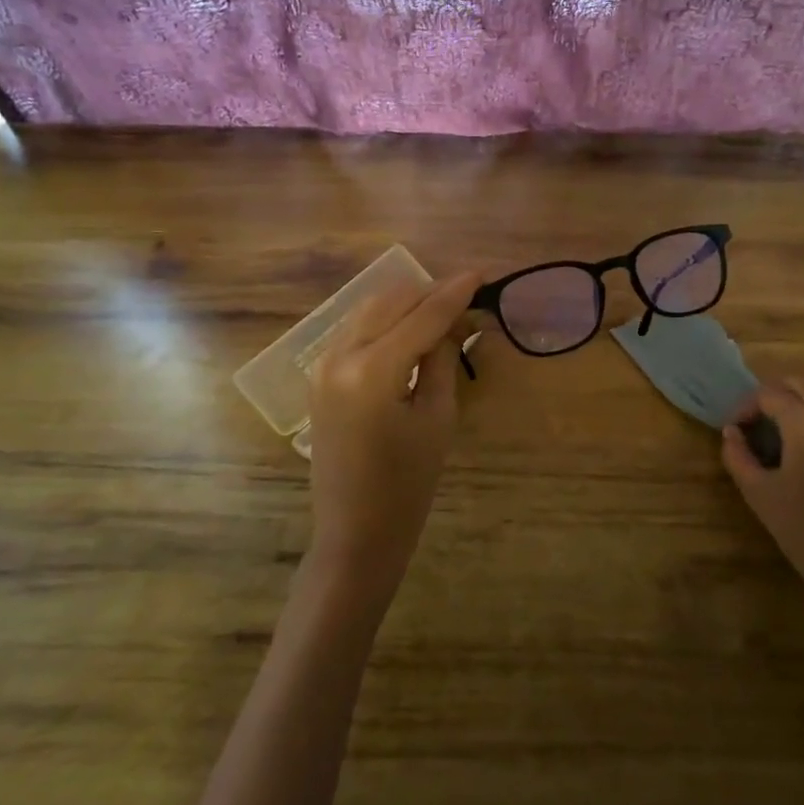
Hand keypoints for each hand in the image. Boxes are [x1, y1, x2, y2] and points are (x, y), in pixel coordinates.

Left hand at [305, 271, 480, 602]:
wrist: (355, 532)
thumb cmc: (407, 484)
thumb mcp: (437, 417)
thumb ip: (442, 358)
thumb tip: (454, 321)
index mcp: (372, 369)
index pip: (422, 315)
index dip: (455, 292)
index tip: (482, 273)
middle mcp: (340, 355)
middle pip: (391, 301)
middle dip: (430, 292)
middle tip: (468, 295)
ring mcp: (324, 364)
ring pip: (370, 310)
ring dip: (407, 303)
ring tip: (444, 308)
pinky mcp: (320, 375)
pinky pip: (357, 330)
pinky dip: (386, 321)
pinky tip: (412, 328)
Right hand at [721, 374, 803, 620]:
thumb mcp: (759, 493)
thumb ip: (738, 457)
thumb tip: (730, 433)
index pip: (769, 393)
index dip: (745, 406)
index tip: (733, 430)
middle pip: (801, 380)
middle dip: (773, 391)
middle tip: (754, 418)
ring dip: (797, 398)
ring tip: (776, 427)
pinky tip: (802, 443)